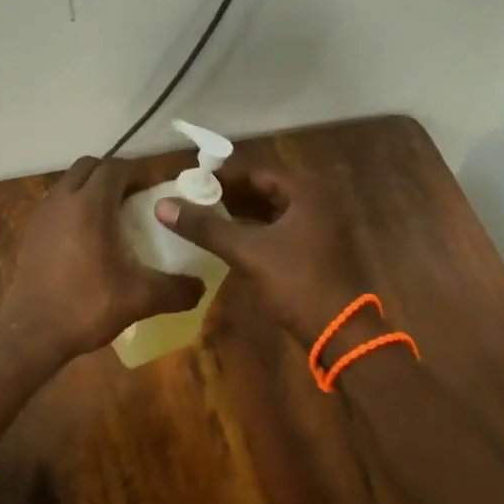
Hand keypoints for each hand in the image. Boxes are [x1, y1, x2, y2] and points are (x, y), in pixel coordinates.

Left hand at [0, 156, 204, 368]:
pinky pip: (56, 206)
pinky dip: (74, 209)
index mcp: (89, 205)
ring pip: (69, 184)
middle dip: (113, 175)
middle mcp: (62, 201)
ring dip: (91, 190)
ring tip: (114, 217)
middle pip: (89, 167)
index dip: (138, 172)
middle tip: (136, 197)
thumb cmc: (86, 306)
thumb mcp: (139, 299)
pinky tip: (88, 240)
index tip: (157, 188)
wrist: (31, 334)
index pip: (115, 167)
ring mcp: (41, 216)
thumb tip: (201, 287)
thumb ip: (175, 289)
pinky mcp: (30, 234)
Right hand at [152, 158, 366, 349]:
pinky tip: (228, 239)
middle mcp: (316, 200)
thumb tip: (162, 205)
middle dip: (228, 194)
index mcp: (305, 191)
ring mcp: (319, 225)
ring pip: (271, 209)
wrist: (340, 332)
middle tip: (192, 200)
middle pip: (263, 188)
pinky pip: (279, 227)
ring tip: (204, 217)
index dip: (220, 176)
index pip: (255, 171)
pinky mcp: (315, 247)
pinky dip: (254, 229)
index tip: (189, 183)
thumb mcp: (247, 252)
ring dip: (240, 212)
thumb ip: (205, 227)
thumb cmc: (296, 283)